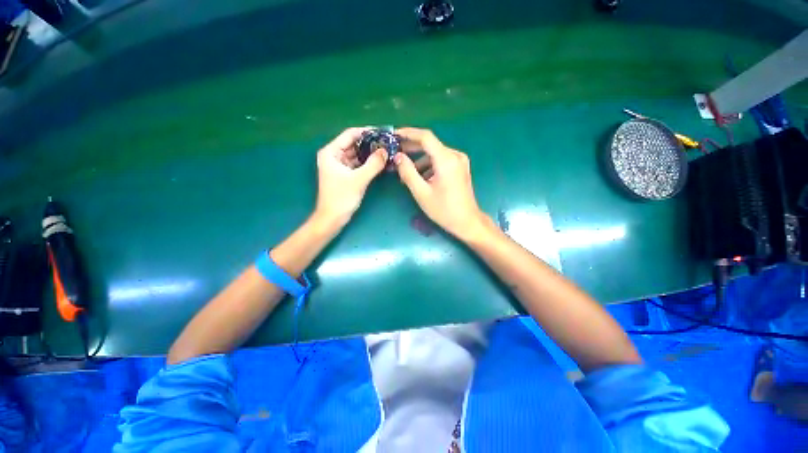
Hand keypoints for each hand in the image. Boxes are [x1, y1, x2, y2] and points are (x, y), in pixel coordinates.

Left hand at [315, 127, 386, 227]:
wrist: (333, 218)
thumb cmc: (341, 198)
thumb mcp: (359, 179)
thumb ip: (373, 164)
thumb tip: (386, 151)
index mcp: (331, 152)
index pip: (350, 134)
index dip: (367, 131)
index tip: (383, 132)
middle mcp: (334, 155)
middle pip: (354, 144)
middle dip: (371, 144)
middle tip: (388, 143)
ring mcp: (339, 165)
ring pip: (357, 154)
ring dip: (370, 154)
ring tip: (387, 151)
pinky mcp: (345, 174)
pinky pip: (358, 164)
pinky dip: (368, 163)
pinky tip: (380, 162)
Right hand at [393, 127, 488, 241]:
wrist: (467, 221)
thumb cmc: (443, 210)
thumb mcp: (421, 192)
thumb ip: (408, 172)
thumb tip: (398, 156)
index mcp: (446, 160)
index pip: (425, 137)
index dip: (408, 133)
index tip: (393, 134)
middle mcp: (455, 155)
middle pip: (430, 144)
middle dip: (411, 147)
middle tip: (395, 152)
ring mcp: (459, 161)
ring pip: (435, 153)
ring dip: (419, 160)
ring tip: (405, 171)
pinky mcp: (460, 167)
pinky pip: (441, 160)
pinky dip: (429, 165)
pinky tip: (421, 177)